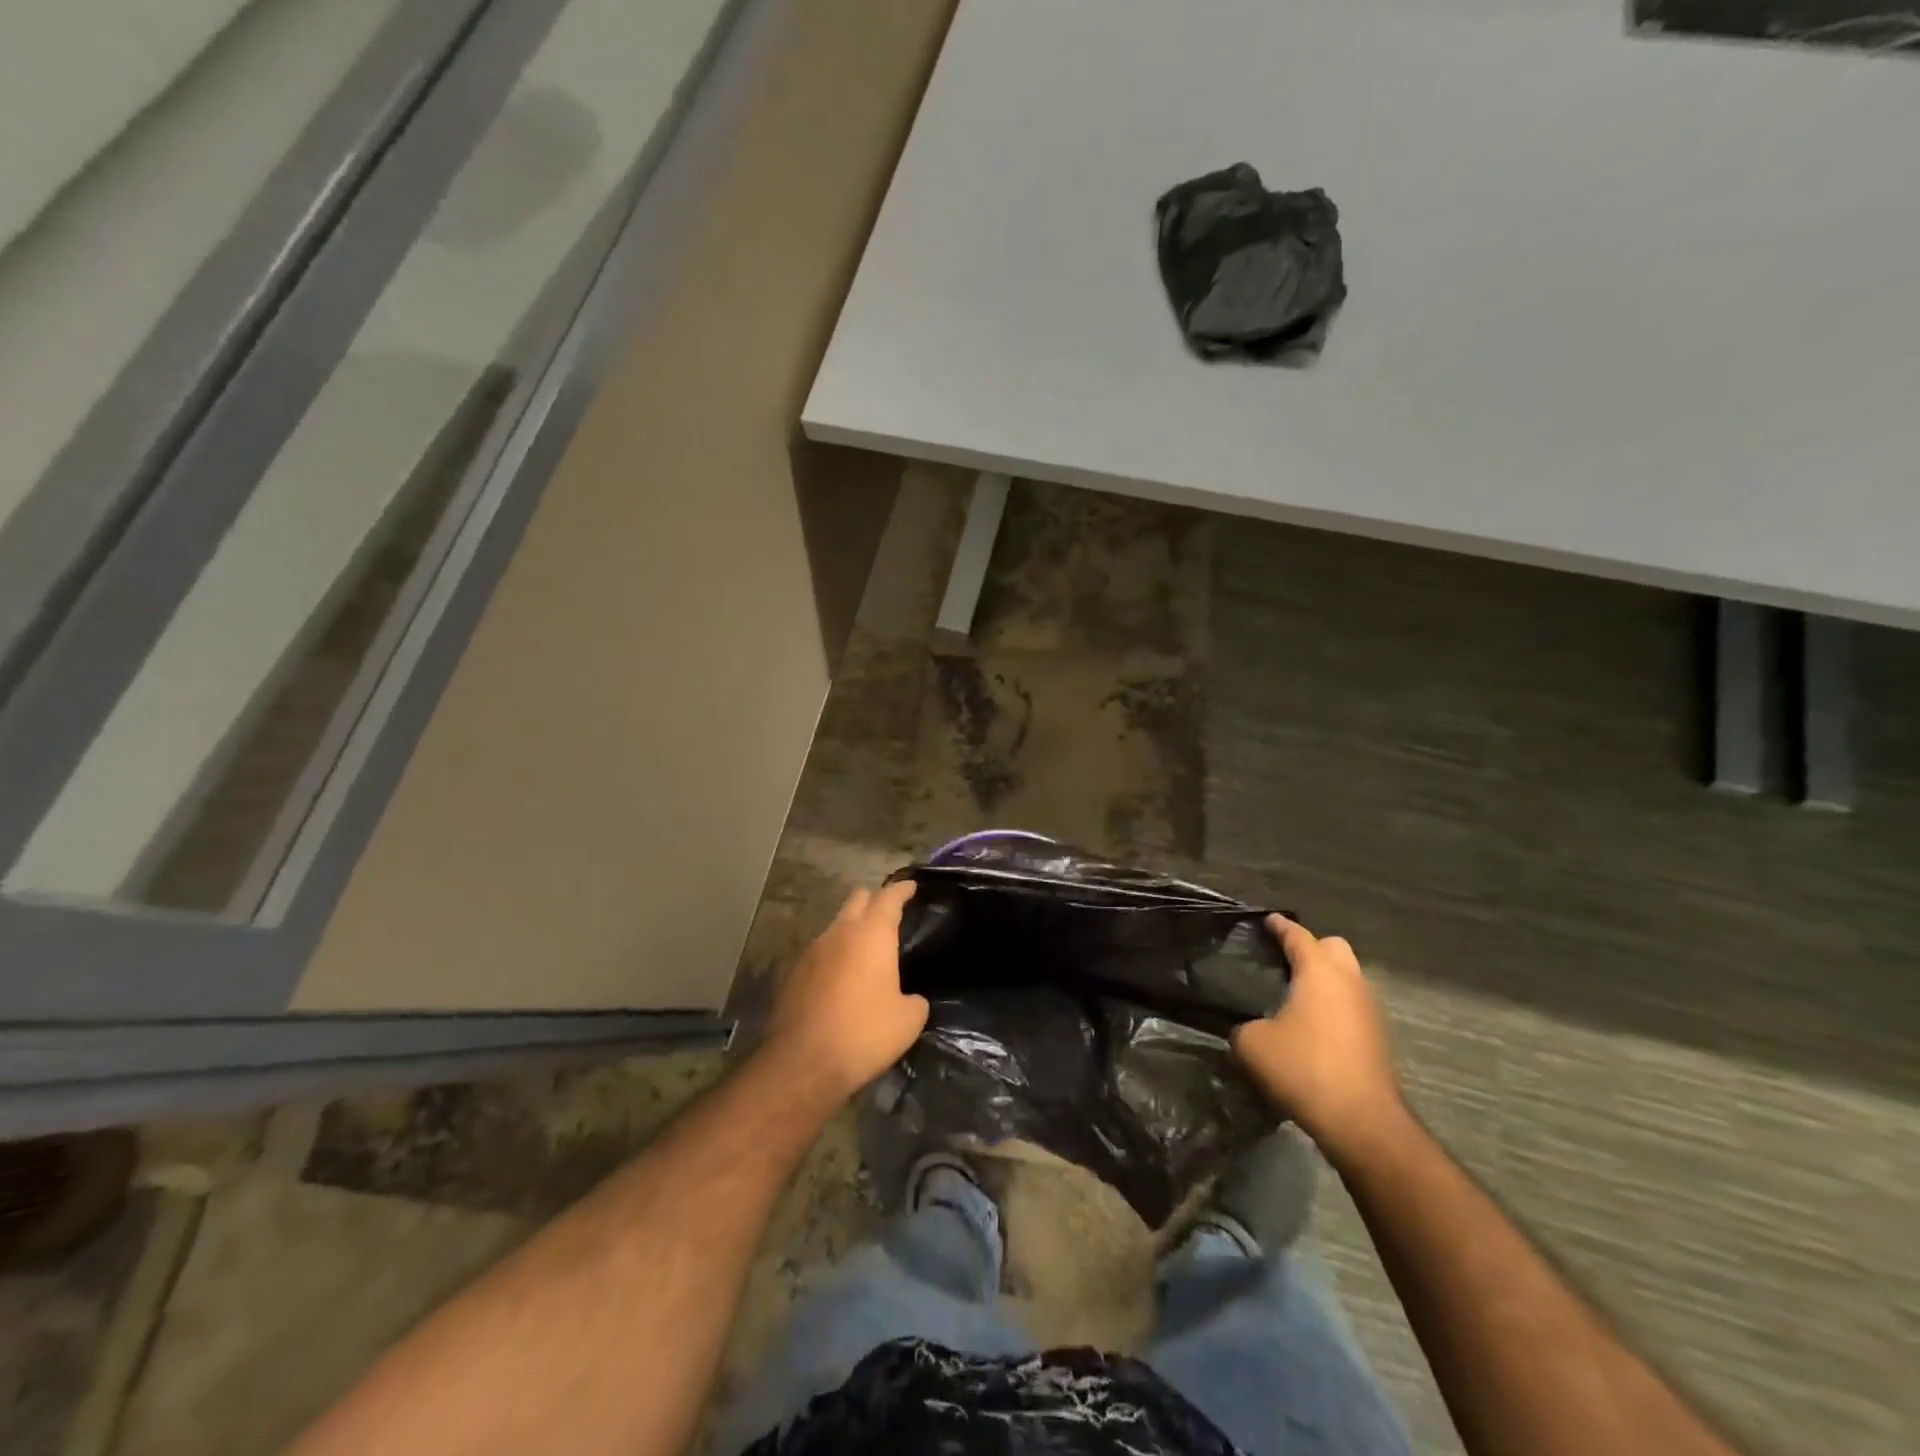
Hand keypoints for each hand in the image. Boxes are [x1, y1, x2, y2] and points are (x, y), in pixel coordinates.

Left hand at [765, 880, 926, 1101]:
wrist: (803, 1064)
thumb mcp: (908, 1021)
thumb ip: (915, 1000)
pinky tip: (842, 978)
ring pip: (836, 924)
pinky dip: (834, 955)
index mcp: (872, 934)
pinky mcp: (793, 973)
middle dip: (874, 901)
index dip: (902, 889)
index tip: (911, 886)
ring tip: (866, 951)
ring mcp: (812, 951)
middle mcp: (840, 932)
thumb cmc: (864, 1034)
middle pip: (857, 899)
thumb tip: (911, 998)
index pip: (889, 896)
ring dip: (851, 929)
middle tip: (889, 916)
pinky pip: (820, 951)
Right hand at [1231, 915, 1404, 1159]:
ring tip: (1295, 994)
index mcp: (1319, 972)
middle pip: (1333, 947)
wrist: (1361, 1122)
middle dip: (1311, 948)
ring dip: (1325, 979)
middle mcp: (1349, 982)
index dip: (1279, 926)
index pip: (1298, 935)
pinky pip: (1352, 1006)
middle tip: (1284, 960)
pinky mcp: (1377, 1038)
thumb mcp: (1252, 1045)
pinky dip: (1333, 1006)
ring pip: (1347, 978)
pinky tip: (1312, 1026)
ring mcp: (1369, 1010)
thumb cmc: (1304, 1068)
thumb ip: (1242, 1026)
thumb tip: (1246, 1028)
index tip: (1266, 920)